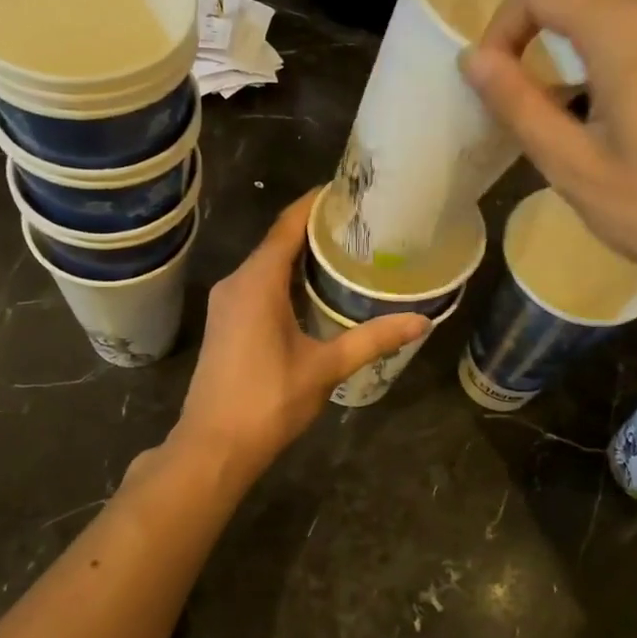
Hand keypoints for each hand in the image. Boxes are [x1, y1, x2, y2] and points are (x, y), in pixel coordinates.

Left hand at [172, 191, 427, 481]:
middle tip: (362, 223)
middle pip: (278, 241)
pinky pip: (259, 284)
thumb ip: (372, 340)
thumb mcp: (326, 367)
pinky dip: (287, 277)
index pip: (288, 225)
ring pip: (267, 264)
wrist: (214, 446)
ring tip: (347, 250)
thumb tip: (422, 321)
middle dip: (315, 228)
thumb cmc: (268, 401)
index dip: (316, 203)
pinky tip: (315, 289)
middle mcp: (237, 282)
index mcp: (257, 282)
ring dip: (301, 255)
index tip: (350, 191)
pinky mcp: (226, 322)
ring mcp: (227, 303)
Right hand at [462, 0, 636, 311]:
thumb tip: (473, 58)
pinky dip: (601, 61)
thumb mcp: (573, 165)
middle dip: (528, 31)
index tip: (476, 62)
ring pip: (608, 21)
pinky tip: (591, 107)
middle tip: (497, 83)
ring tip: (537, 99)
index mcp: (626, 30)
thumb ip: (518, 104)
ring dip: (565, 50)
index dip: (498, 14)